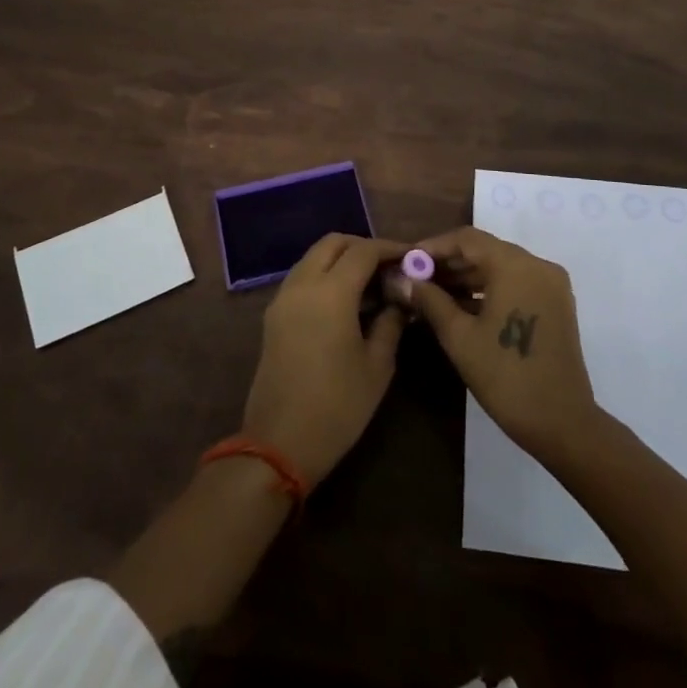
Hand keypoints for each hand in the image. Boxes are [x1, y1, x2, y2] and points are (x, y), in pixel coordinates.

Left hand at [240, 235, 408, 486]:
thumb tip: (400, 297)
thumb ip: (391, 321)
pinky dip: (325, 275)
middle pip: (333, 243)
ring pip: (314, 257)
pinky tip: (346, 300)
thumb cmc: (338, 406)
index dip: (390, 249)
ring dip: (342, 259)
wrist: (279, 444)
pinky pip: (302, 277)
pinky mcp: (274, 315)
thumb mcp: (378, 366)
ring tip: (371, 283)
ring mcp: (283, 298)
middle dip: (363, 246)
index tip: (412, 257)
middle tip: (390, 266)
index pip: (363, 251)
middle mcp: (303, 284)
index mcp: (331, 292)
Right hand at [409, 226, 601, 464]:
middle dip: (449, 263)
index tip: (408, 261)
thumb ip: (430, 300)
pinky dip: (489, 290)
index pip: (466, 239)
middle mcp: (537, 265)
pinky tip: (461, 306)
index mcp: (515, 265)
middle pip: (485, 250)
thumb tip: (402, 280)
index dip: (433, 247)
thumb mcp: (459, 337)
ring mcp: (550, 285)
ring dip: (467, 277)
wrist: (562, 424)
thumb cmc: (506, 376)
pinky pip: (516, 283)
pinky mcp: (555, 304)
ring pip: (500, 267)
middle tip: (416, 279)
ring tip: (432, 293)